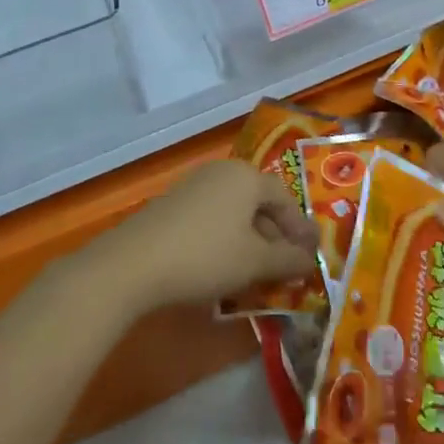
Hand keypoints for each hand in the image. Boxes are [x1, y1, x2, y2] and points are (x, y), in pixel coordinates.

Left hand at [93, 159, 314, 313]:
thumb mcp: (255, 262)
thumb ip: (288, 260)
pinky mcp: (171, 206)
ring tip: (257, 271)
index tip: (310, 255)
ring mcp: (193, 187)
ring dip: (251, 240)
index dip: (300, 228)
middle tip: (287, 265)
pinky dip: (226, 240)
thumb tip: (309, 261)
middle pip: (259, 203)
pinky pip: (212, 218)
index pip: (285, 198)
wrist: (132, 264)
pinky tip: (223, 268)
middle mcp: (222, 173)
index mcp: (247, 176)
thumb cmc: (206, 256)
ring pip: (234, 212)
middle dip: (276, 235)